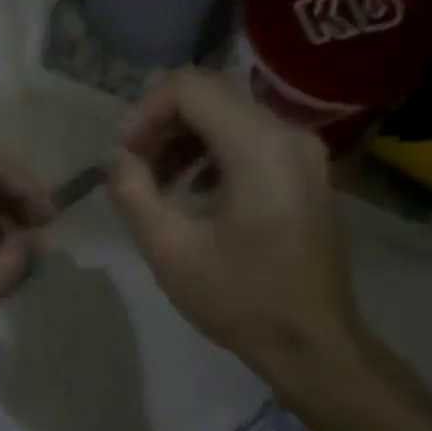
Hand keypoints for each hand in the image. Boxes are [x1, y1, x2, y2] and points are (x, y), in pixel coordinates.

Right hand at [109, 70, 366, 392]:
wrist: (312, 343)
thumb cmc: (240, 298)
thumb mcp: (169, 249)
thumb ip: (133, 191)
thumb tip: (119, 159)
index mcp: (258, 146)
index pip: (190, 87)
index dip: (145, 111)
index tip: (124, 154)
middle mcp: (288, 134)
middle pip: (212, 94)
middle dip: (163, 122)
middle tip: (134, 165)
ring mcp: (303, 152)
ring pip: (231, 114)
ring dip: (185, 138)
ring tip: (157, 183)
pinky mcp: (306, 172)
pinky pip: (252, 138)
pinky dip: (213, 151)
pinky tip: (194, 192)